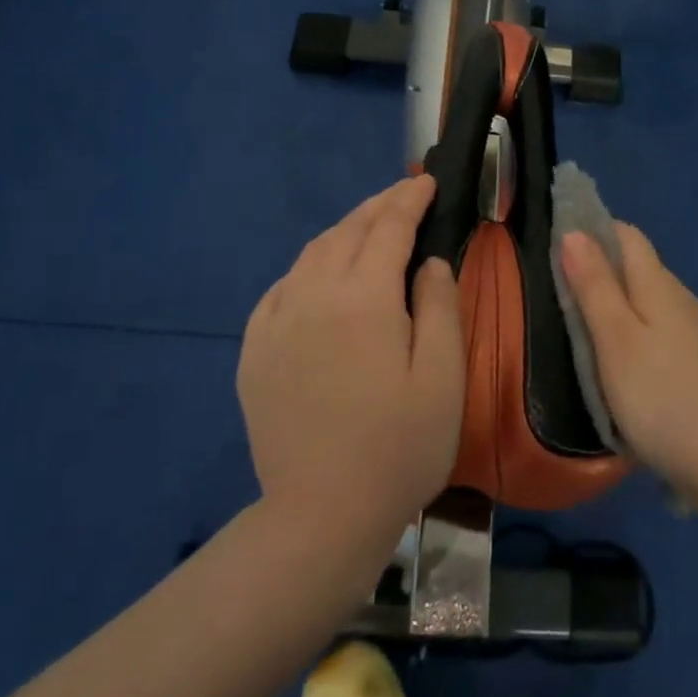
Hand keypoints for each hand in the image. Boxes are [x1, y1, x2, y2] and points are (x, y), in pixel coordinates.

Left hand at [238, 176, 464, 554]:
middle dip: (378, 206)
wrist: (321, 515)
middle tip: (404, 194)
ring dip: (343, 231)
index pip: (388, 228)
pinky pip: (281, 288)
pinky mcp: (255, 351)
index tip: (426, 181)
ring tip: (368, 226)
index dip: (409, 200)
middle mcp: (312, 296)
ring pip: (311, 254)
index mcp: (363, 298)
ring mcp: (276, 323)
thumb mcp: (442, 377)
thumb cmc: (399, 448)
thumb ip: (438, 306)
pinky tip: (319, 274)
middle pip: (346, 232)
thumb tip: (427, 261)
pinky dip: (307, 266)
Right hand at [559, 224, 697, 494]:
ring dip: (628, 310)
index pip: (629, 236)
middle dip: (607, 273)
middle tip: (568, 298)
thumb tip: (575, 233)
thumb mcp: (615, 340)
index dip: (596, 231)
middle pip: (643, 270)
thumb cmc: (661, 397)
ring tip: (596, 338)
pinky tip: (639, 372)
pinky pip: (673, 338)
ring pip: (659, 306)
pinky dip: (649, 340)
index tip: (562, 245)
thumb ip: (595, 285)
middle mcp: (688, 301)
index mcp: (661, 286)